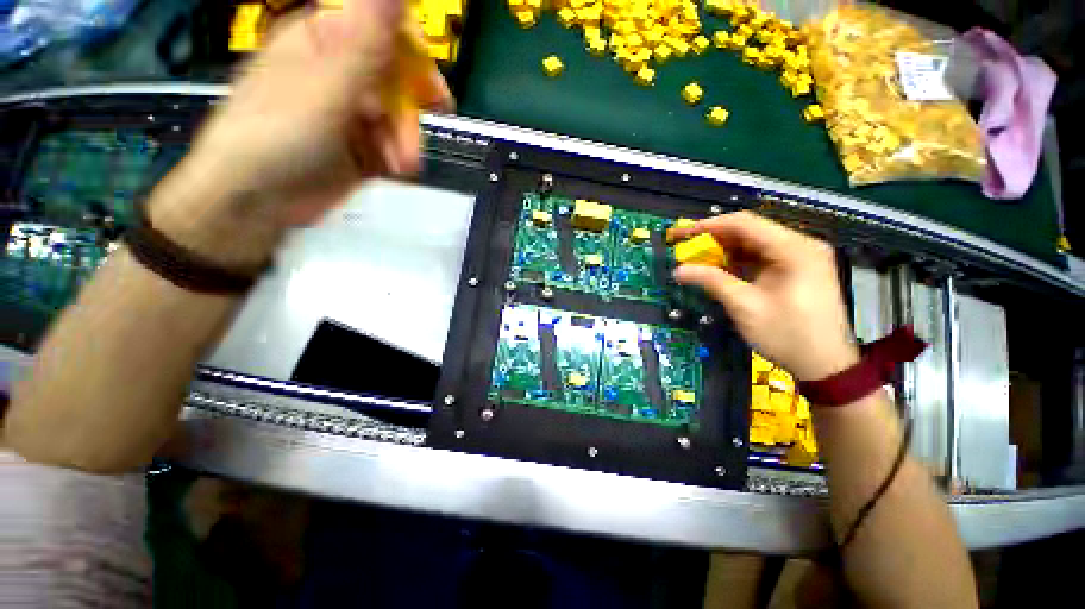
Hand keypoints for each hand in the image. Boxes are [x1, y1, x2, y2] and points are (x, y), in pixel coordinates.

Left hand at [149, 0, 450, 266]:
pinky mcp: (362, 146)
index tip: (430, 88)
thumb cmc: (277, 134)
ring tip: (399, 164)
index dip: (412, 55)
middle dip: (411, 110)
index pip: (384, 31)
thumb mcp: (324, 85)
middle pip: (399, 79)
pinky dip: (400, 157)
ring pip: (401, 117)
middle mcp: (342, 72)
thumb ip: (363, 40)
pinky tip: (393, 169)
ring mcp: (353, 113)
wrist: (258, 200)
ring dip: (406, 140)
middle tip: (417, 134)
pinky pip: (395, 144)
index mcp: (325, 41)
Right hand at [671, 212, 858, 380]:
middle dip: (714, 238)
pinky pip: (761, 257)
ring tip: (696, 259)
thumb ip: (712, 281)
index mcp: (794, 249)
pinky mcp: (796, 270)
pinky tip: (719, 269)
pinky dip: (737, 262)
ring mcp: (800, 257)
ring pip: (753, 244)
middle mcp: (800, 245)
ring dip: (724, 250)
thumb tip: (678, 270)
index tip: (682, 234)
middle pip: (749, 231)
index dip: (708, 226)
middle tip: (684, 247)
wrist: (825, 365)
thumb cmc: (787, 335)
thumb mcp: (744, 307)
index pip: (744, 224)